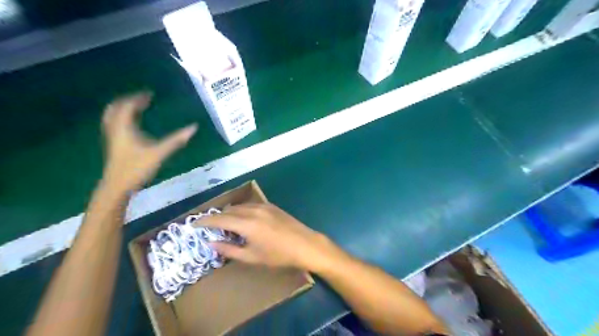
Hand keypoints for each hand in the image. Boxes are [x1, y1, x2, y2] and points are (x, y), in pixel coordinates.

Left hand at [101, 92, 196, 190]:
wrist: (118, 186)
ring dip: (124, 109)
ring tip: (138, 108)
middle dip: (129, 101)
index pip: (127, 105)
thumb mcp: (159, 153)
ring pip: (113, 116)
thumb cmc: (137, 168)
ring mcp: (112, 137)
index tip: (150, 94)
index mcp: (124, 127)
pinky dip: (123, 118)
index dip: (138, 97)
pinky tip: (134, 124)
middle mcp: (115, 128)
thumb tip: (194, 128)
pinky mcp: (114, 144)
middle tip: (143, 99)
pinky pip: (115, 124)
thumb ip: (176, 140)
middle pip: (116, 107)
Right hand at [201, 203, 338, 270]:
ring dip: (229, 213)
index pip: (219, 219)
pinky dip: (241, 210)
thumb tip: (211, 243)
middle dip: (216, 217)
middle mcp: (253, 210)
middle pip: (228, 210)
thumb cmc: (278, 255)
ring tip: (224, 224)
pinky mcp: (271, 206)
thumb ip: (229, 250)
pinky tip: (242, 219)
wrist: (305, 244)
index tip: (193, 224)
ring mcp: (263, 206)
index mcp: (246, 224)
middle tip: (207, 226)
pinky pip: (250, 205)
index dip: (204, 221)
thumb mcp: (251, 257)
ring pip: (239, 206)